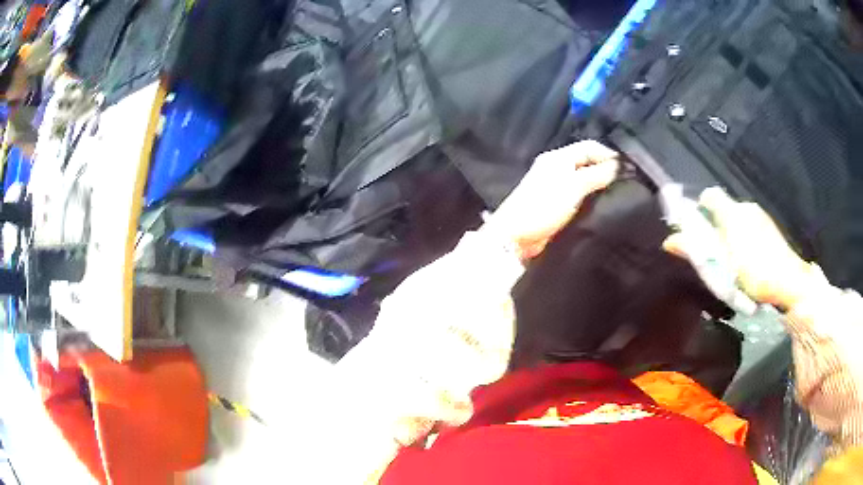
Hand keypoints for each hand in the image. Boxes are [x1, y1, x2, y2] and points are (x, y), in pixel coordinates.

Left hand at [484, 141, 619, 259]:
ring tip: (622, 191)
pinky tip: (605, 203)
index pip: (589, 147)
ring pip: (585, 178)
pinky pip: (580, 194)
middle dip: (607, 168)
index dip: (610, 154)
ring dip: (601, 182)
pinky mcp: (557, 204)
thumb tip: (621, 166)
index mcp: (558, 157)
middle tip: (629, 180)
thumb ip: (598, 174)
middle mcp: (557, 167)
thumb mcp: (574, 187)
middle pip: (587, 161)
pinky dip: (593, 195)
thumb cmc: (544, 206)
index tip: (630, 167)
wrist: (516, 236)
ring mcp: (556, 186)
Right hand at [663, 187, 814, 308]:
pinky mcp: (770, 227)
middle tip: (714, 253)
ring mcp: (760, 216)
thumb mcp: (721, 266)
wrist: (789, 282)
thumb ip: (695, 250)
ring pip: (737, 220)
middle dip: (715, 227)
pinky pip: (749, 227)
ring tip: (732, 262)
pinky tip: (748, 261)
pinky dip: (743, 239)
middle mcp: (745, 207)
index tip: (696, 229)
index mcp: (731, 213)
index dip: (699, 207)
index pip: (709, 196)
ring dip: (730, 235)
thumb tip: (669, 241)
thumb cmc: (753, 273)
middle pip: (723, 209)